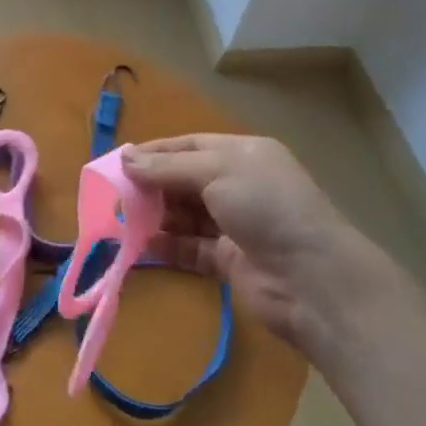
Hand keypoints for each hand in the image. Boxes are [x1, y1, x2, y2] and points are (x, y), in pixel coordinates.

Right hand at [123, 134, 395, 357]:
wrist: (312, 279)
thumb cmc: (266, 207)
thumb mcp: (216, 172)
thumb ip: (167, 167)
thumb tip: (125, 158)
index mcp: (243, 154)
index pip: (189, 146)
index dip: (154, 153)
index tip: (118, 163)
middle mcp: (239, 185)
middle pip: (184, 180)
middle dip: (151, 186)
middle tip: (113, 196)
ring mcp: (235, 224)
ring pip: (185, 215)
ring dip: (155, 217)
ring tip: (120, 221)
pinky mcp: (229, 260)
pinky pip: (190, 248)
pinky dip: (167, 246)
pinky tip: (141, 246)